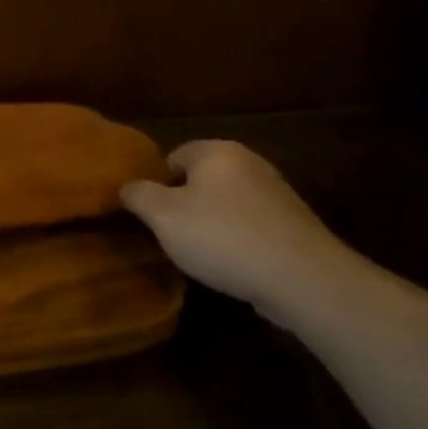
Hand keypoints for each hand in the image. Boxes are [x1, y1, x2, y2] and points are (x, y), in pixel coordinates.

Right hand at [121, 141, 352, 321]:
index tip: (149, 215)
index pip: (172, 157)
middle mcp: (248, 162)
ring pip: (226, 202)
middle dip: (183, 204)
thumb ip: (138, 195)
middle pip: (201, 179)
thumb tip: (126, 187)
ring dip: (211, 223)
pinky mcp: (293, 223)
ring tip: (199, 254)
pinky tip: (231, 264)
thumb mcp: (163, 216)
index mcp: (216, 151)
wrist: (301, 277)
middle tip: (169, 234)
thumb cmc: (221, 237)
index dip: (156, 185)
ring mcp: (276, 192)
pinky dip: (237, 239)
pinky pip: (250, 224)